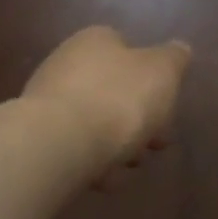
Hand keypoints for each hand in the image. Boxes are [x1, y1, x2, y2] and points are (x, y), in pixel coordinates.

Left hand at [20, 26, 190, 174]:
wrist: (60, 141)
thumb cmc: (118, 98)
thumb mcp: (162, 72)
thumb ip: (173, 59)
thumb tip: (179, 49)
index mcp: (95, 41)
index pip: (128, 51)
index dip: (152, 80)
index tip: (168, 108)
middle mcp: (66, 63)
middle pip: (112, 91)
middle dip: (138, 119)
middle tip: (154, 144)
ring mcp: (48, 99)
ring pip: (95, 121)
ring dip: (117, 144)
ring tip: (129, 166)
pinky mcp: (38, 134)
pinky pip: (75, 146)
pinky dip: (92, 161)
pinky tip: (104, 177)